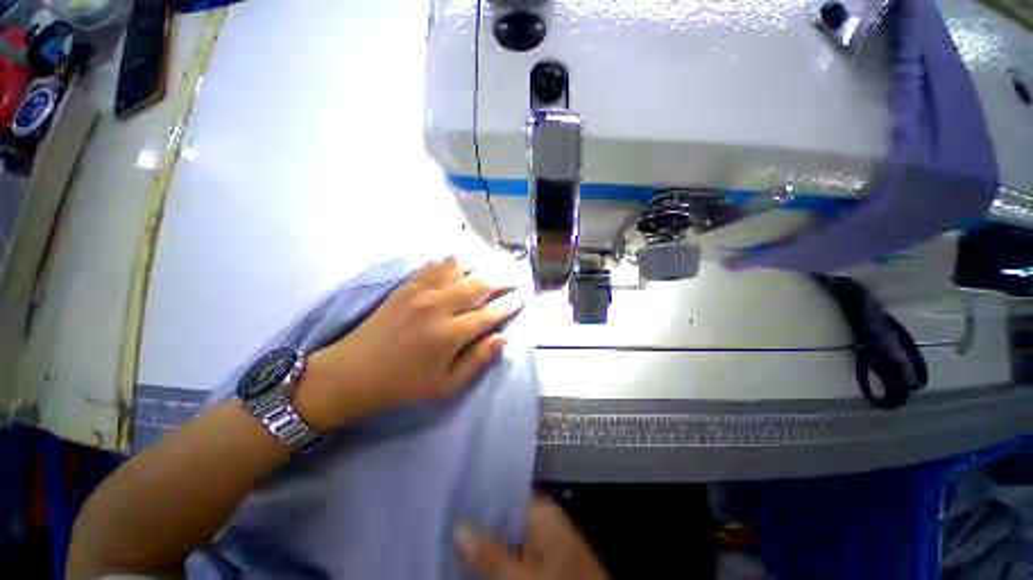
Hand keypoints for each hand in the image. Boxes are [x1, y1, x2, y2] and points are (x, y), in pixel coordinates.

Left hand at [295, 257, 522, 430]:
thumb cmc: (403, 385)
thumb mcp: (445, 386)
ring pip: (458, 265)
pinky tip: (460, 266)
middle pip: (480, 282)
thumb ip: (478, 360)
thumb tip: (503, 337)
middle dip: (503, 277)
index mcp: (450, 334)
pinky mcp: (406, 285)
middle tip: (515, 276)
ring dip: (479, 264)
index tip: (524, 295)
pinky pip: (435, 264)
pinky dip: (453, 262)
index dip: (511, 302)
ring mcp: (420, 291)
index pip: (491, 312)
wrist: (352, 372)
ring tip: (490, 268)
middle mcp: (438, 306)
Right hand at [456, 497, 610, 579]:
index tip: (449, 495)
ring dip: (484, 541)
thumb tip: (456, 527)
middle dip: (476, 521)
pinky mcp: (545, 561)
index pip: (503, 492)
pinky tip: (473, 559)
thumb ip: (489, 554)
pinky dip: (497, 557)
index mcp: (543, 512)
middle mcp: (543, 520)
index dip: (476, 495)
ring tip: (449, 535)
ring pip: (507, 536)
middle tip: (442, 518)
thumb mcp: (524, 578)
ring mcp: (545, 542)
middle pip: (503, 515)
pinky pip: (516, 553)